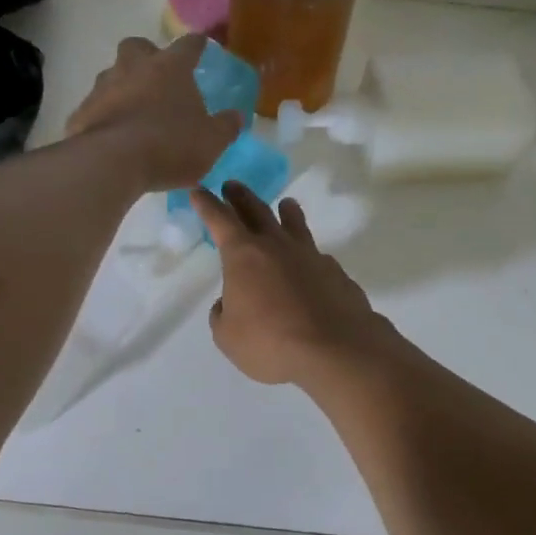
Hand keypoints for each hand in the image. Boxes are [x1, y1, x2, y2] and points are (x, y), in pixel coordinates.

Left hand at [67, 34, 241, 190]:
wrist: (111, 163)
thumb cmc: (170, 146)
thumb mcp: (211, 142)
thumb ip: (225, 127)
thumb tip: (236, 116)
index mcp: (170, 68)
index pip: (188, 45)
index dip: (197, 45)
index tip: (201, 46)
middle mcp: (133, 68)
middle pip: (138, 48)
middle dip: (148, 57)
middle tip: (158, 79)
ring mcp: (103, 88)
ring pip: (113, 76)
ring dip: (123, 88)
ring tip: (135, 114)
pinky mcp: (81, 112)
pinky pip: (96, 108)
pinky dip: (105, 117)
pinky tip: (112, 138)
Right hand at [190, 182, 396, 386]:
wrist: (336, 349)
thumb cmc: (270, 342)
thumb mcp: (228, 336)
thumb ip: (223, 314)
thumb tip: (229, 303)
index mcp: (244, 255)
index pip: (220, 220)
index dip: (207, 205)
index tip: (199, 190)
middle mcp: (278, 246)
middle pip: (257, 211)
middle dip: (241, 197)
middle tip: (232, 185)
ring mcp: (311, 257)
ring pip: (295, 225)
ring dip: (286, 212)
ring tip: (285, 204)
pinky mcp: (336, 273)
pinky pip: (317, 256)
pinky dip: (308, 253)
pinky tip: (310, 262)